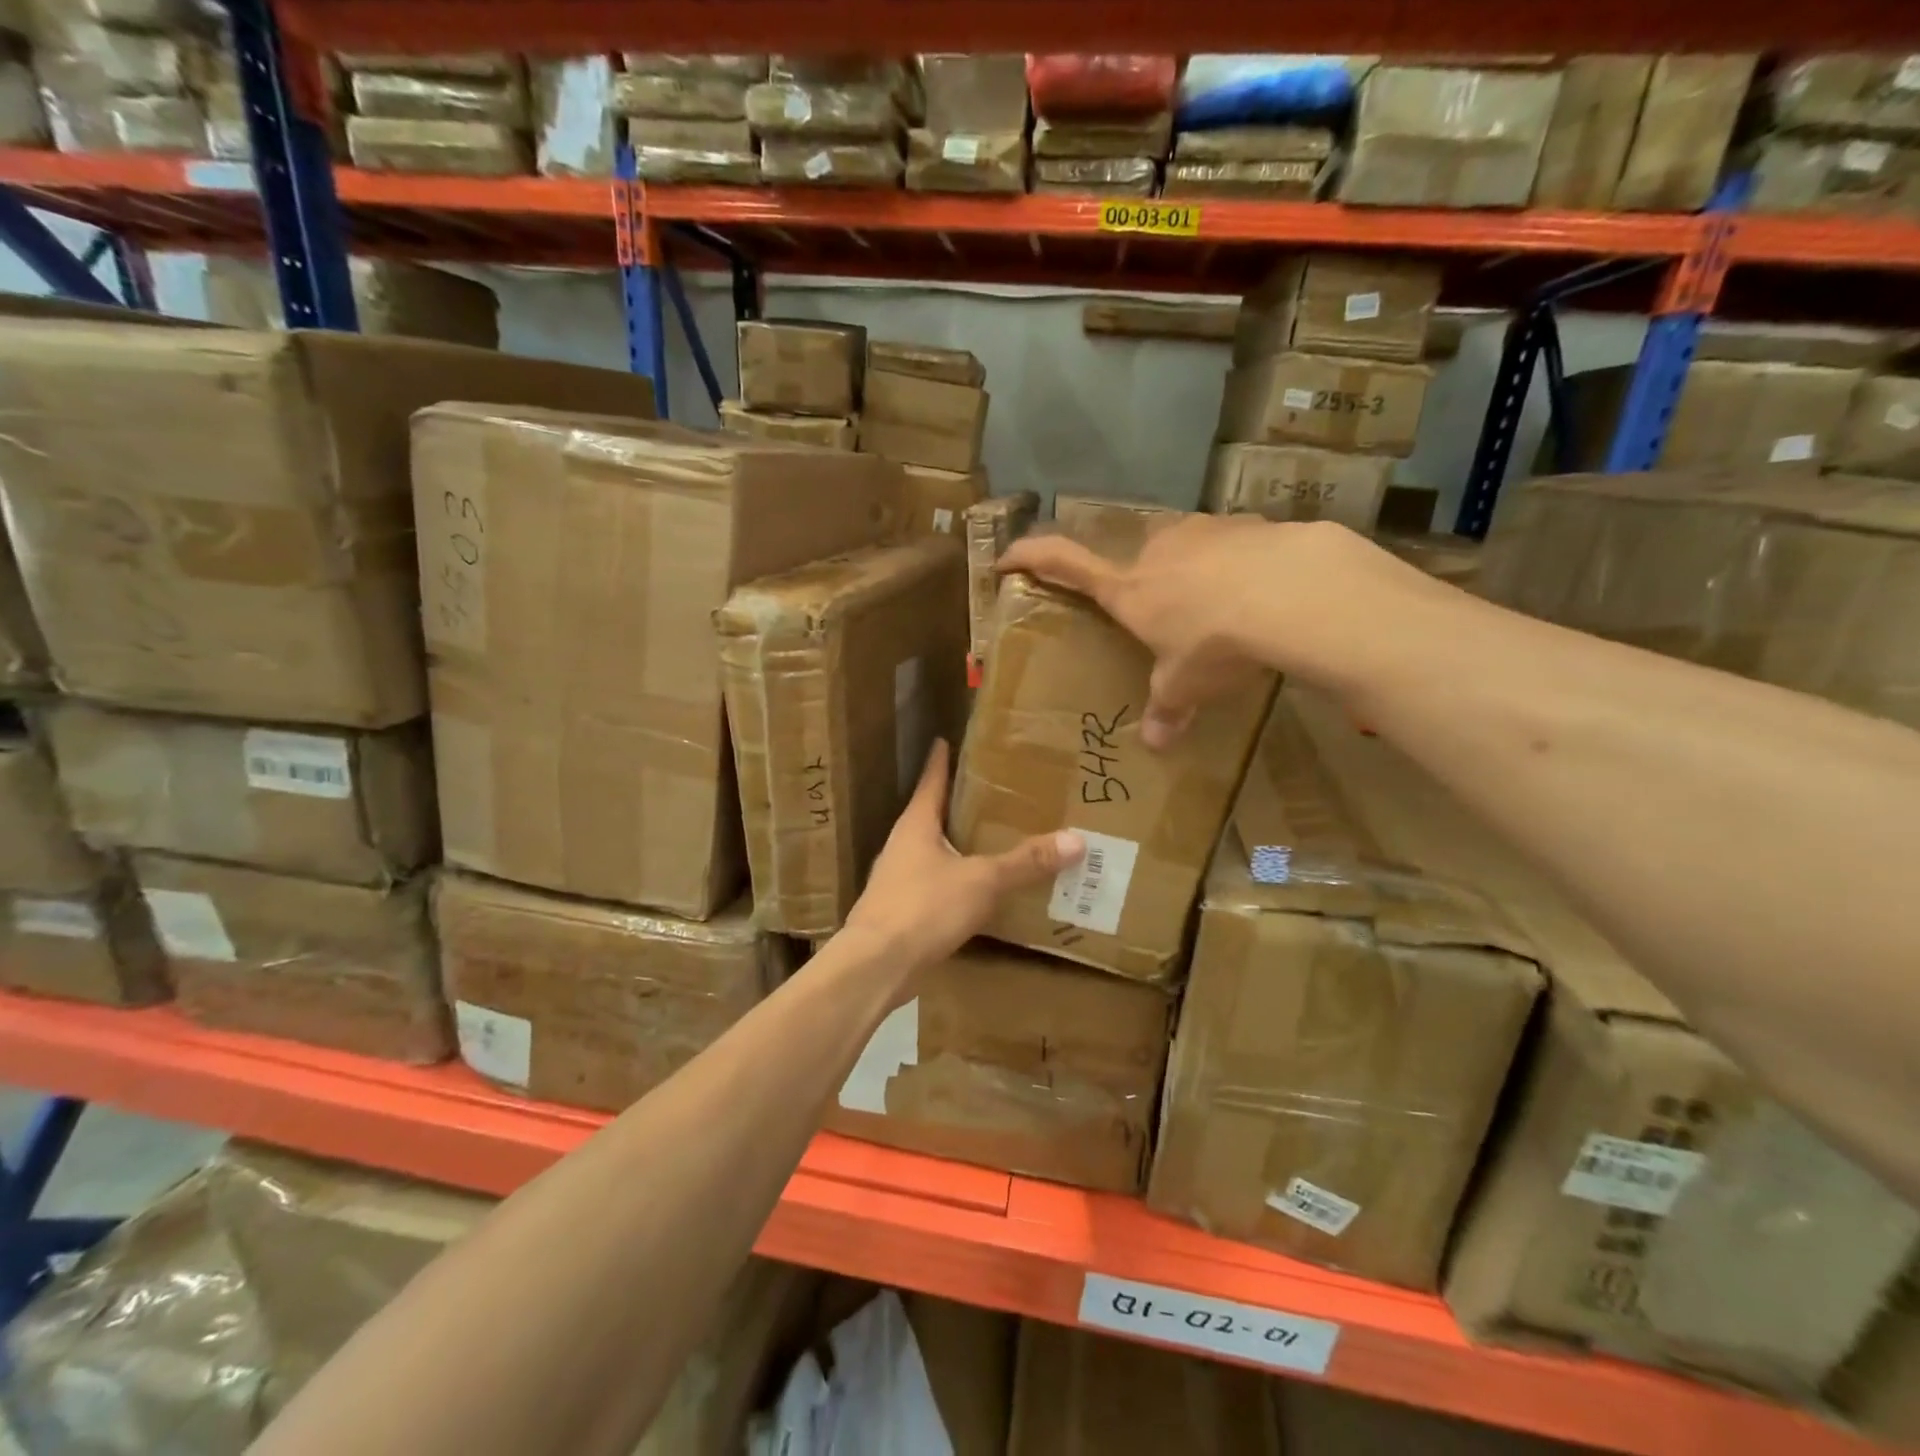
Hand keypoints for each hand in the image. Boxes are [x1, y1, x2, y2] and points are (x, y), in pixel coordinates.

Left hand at [842, 740, 1083, 977]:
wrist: (877, 966)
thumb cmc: (924, 907)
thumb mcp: (982, 881)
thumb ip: (1026, 862)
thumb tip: (1076, 839)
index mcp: (916, 825)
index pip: (930, 781)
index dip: (941, 761)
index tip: (945, 739)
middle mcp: (902, 845)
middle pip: (931, 815)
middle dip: (956, 804)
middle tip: (989, 792)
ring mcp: (897, 879)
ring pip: (932, 852)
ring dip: (957, 845)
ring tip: (990, 839)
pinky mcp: (901, 911)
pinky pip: (934, 885)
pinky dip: (956, 880)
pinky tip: (977, 890)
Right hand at [1000, 515, 1424, 748]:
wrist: (1292, 595)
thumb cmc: (1214, 643)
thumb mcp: (1186, 685)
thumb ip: (1168, 709)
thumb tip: (1157, 745)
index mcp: (1128, 588)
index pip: (1062, 562)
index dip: (1030, 557)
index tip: (1006, 556)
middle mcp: (1157, 550)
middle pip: (1137, 559)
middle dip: (1148, 583)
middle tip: (1168, 616)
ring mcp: (1203, 530)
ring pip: (1188, 549)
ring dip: (1197, 574)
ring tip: (1225, 610)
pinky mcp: (1250, 523)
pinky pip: (1235, 545)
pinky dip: (1241, 567)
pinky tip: (1263, 594)